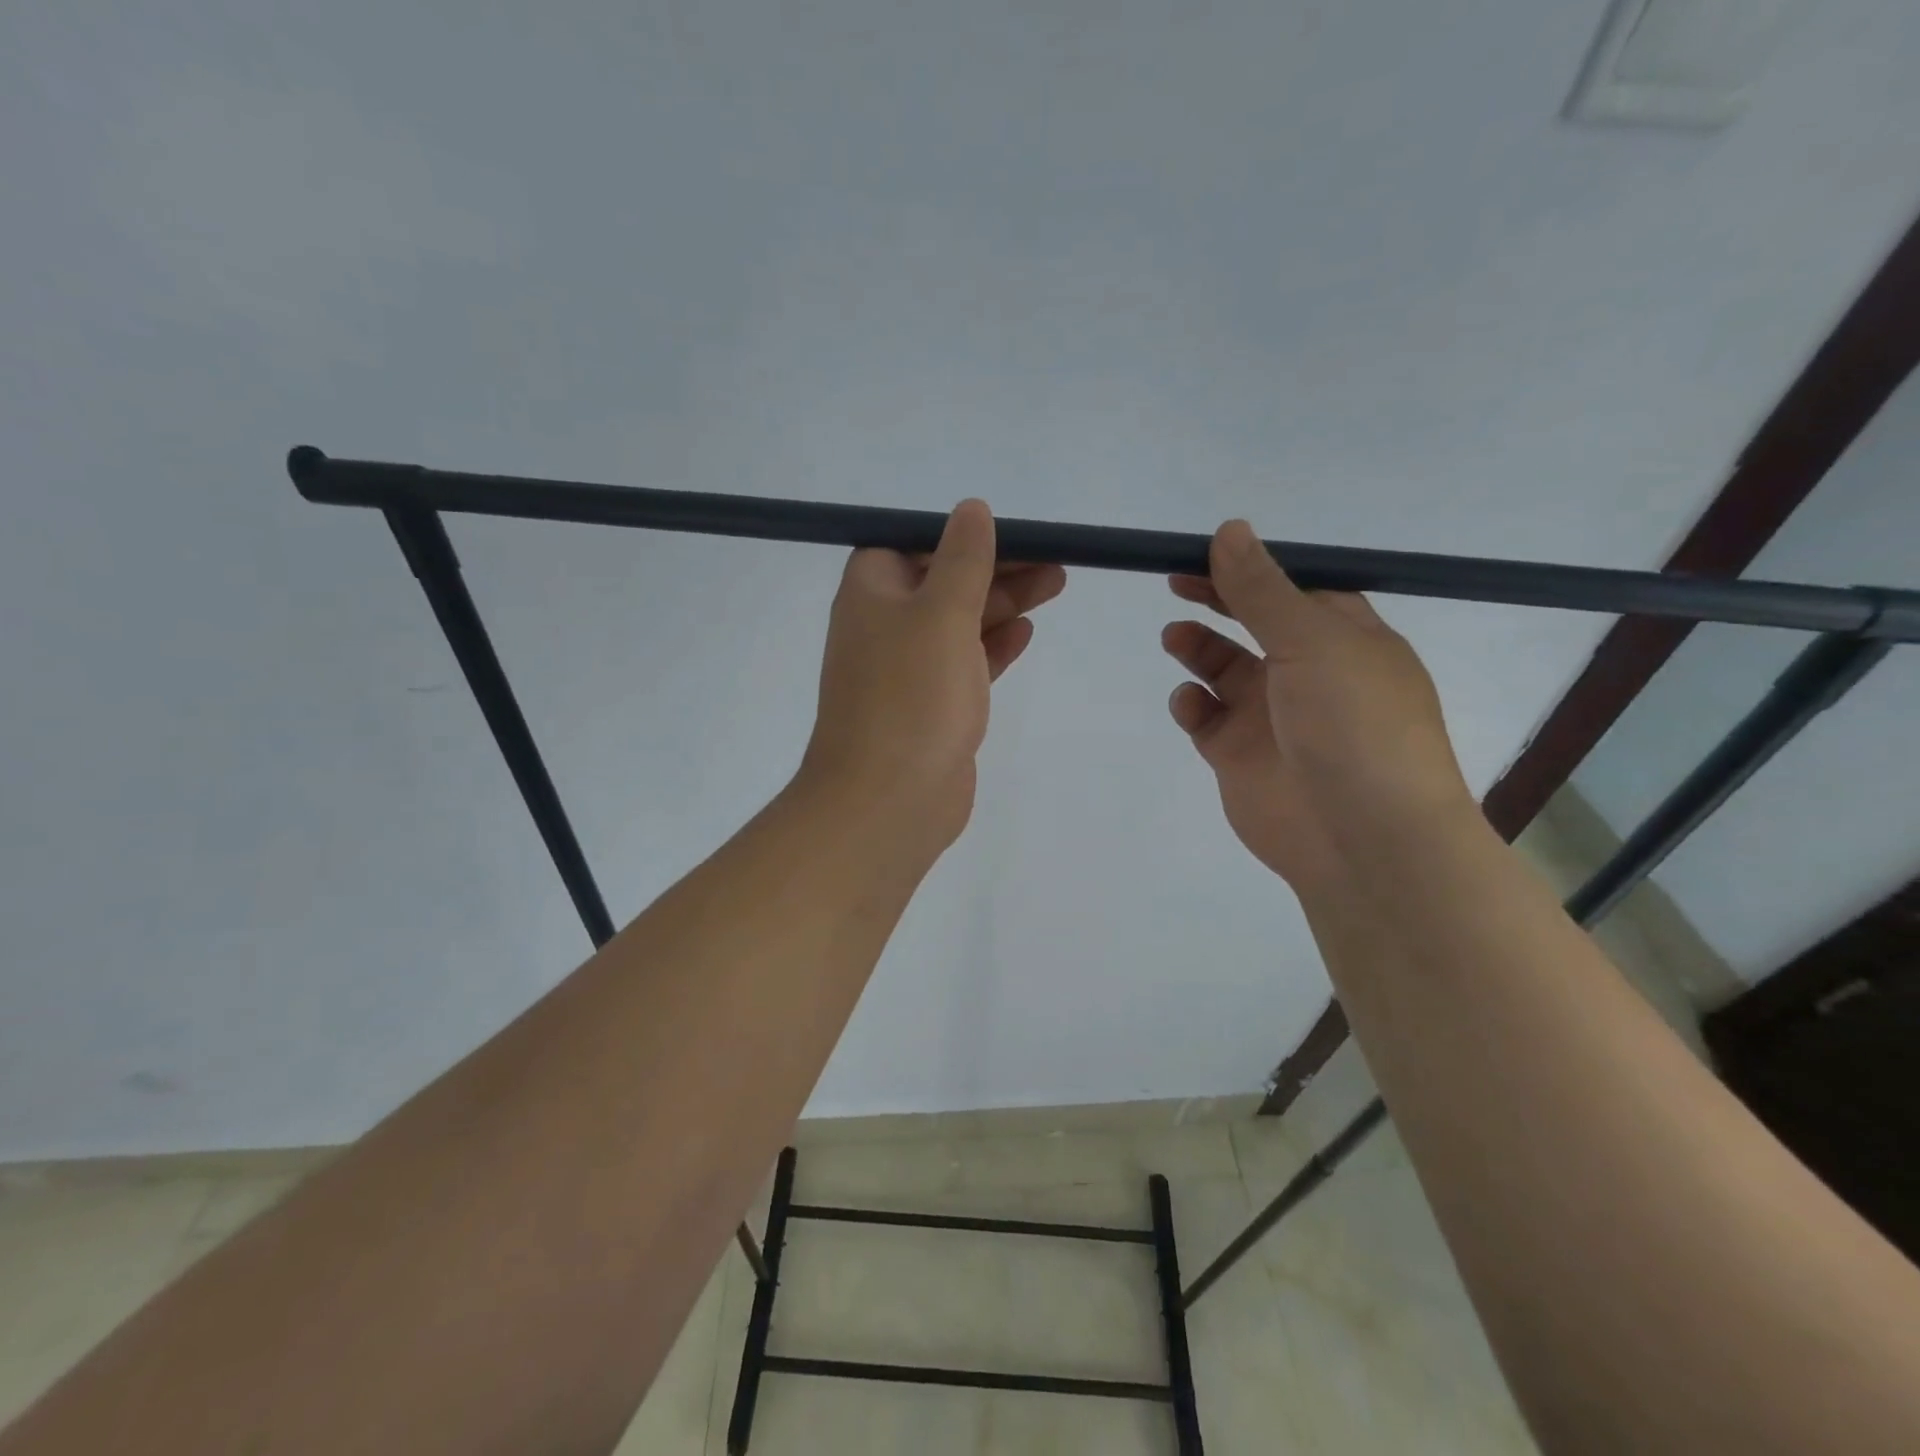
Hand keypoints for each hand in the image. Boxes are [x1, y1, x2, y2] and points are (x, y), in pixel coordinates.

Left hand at [798, 500, 1065, 850]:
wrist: (888, 800)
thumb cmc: (911, 695)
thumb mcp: (941, 612)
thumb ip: (962, 559)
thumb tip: (972, 509)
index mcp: (872, 592)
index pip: (914, 543)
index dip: (961, 536)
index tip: (1013, 534)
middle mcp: (884, 625)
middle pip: (944, 581)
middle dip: (998, 568)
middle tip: (1056, 561)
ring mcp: (906, 669)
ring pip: (960, 622)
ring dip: (1004, 603)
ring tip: (1057, 584)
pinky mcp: (930, 706)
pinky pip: (965, 663)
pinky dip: (993, 646)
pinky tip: (1026, 632)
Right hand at [1162, 520, 1472, 890]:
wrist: (1362, 839)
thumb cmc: (1353, 726)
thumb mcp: (1312, 642)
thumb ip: (1262, 590)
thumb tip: (1229, 528)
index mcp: (1344, 639)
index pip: (1294, 588)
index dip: (1251, 568)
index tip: (1204, 551)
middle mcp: (1308, 672)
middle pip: (1254, 624)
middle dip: (1216, 601)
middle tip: (1175, 581)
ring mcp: (1271, 716)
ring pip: (1223, 669)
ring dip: (1198, 648)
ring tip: (1174, 638)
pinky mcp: (1238, 755)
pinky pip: (1205, 718)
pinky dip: (1191, 704)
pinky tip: (1189, 703)